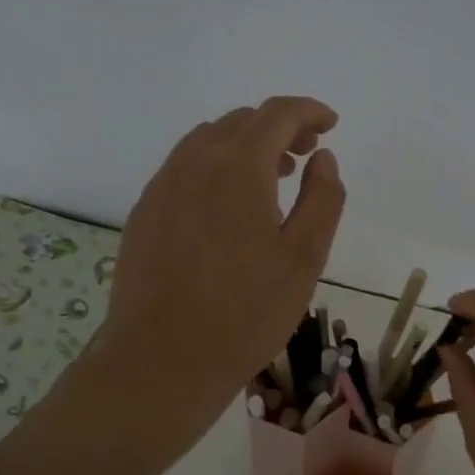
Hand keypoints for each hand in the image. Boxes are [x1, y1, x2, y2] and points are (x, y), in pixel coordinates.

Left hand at [91, 97, 345, 431]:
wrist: (160, 362)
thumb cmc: (245, 313)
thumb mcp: (304, 257)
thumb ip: (322, 197)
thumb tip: (323, 157)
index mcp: (238, 167)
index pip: (277, 114)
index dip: (308, 111)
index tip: (330, 125)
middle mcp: (194, 162)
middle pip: (241, 122)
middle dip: (279, 128)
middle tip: (306, 155)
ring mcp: (162, 186)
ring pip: (209, 141)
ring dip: (246, 146)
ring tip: (272, 179)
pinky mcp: (144, 212)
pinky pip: (185, 168)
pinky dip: (216, 167)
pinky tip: (228, 208)